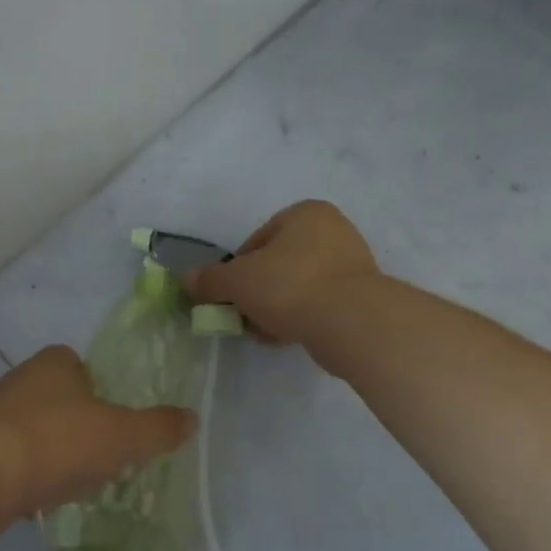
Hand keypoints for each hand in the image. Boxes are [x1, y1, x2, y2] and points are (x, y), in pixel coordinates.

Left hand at [0, 345, 194, 536]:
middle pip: (63, 400)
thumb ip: (158, 428)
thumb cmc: (57, 441)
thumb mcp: (121, 435)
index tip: (117, 425)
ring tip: (76, 484)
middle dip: (81, 428)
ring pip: (38, 431)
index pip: (85, 368)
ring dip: (56, 454)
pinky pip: (16, 458)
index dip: (104, 394)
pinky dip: (32, 475)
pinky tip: (43, 498)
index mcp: (55, 362)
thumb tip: (191, 418)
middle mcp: (22, 378)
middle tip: (103, 459)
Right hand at [185, 200, 378, 345]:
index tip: (230, 294)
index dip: (237, 269)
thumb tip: (187, 279)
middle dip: (258, 291)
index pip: (258, 240)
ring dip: (277, 307)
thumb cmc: (290, 286)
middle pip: (278, 263)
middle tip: (244, 315)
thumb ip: (210, 279)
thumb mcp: (237, 281)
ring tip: (264, 331)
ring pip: (298, 286)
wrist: (352, 323)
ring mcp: (353, 264)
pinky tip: (287, 336)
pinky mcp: (362, 296)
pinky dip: (301, 317)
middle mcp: (334, 231)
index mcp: (306, 213)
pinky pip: (320, 304)